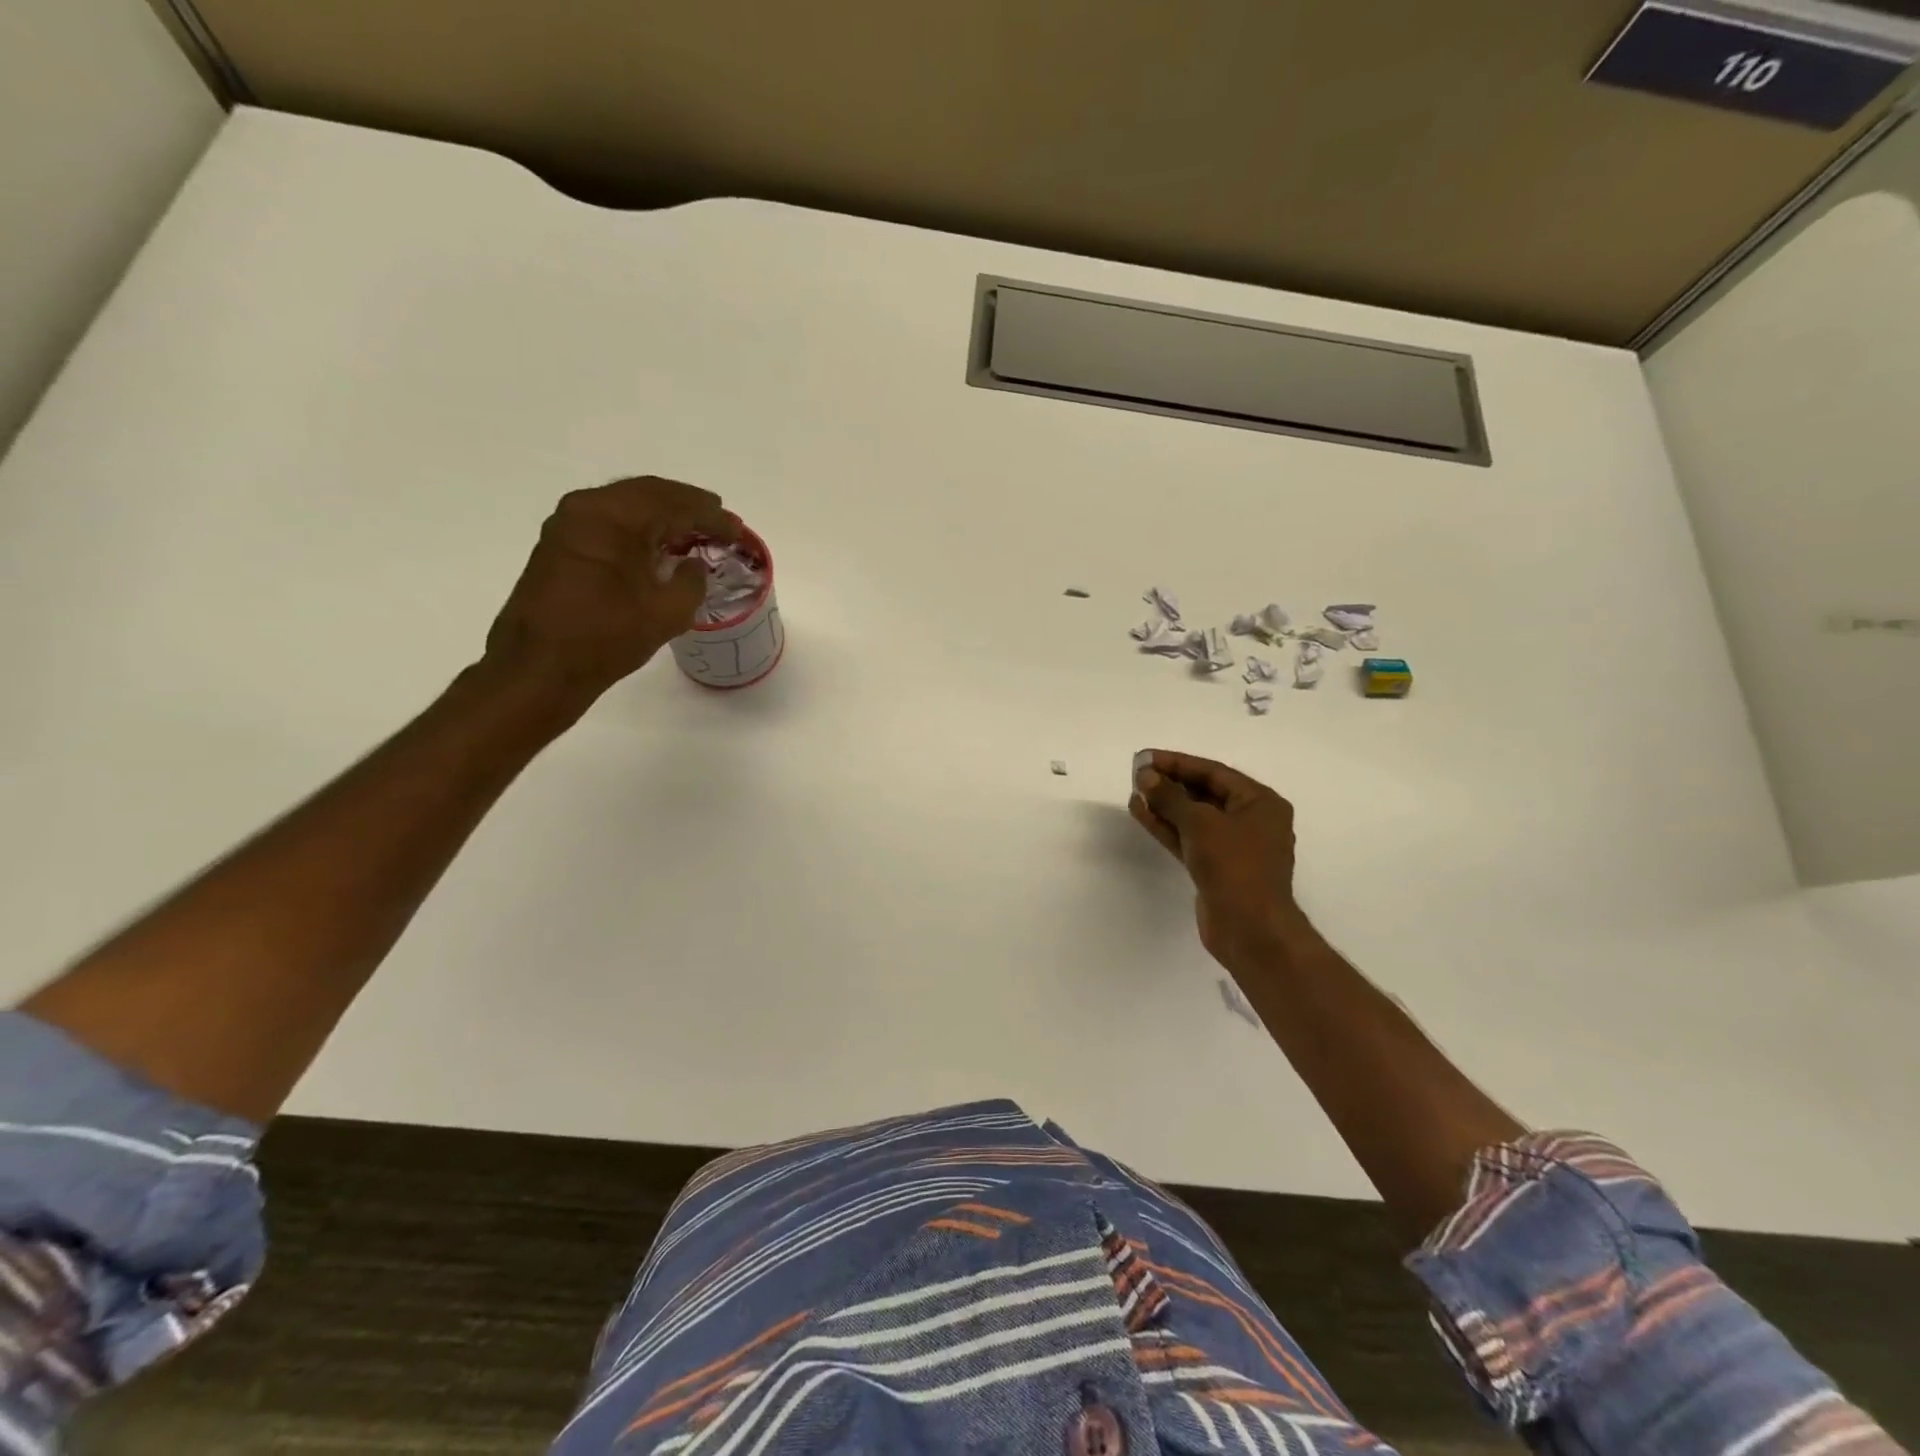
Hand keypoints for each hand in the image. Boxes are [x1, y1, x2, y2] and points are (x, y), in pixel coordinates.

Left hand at [483, 476, 737, 709]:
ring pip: (625, 505)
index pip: (674, 504)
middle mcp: (586, 508)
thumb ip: (691, 582)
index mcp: (614, 517)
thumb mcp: (667, 613)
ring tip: (692, 529)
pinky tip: (656, 544)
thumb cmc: (607, 637)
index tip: (737, 528)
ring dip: (661, 515)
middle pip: (647, 494)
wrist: (539, 668)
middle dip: (686, 504)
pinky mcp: (559, 546)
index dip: (711, 515)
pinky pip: (608, 522)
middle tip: (718, 516)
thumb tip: (693, 566)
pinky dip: (638, 527)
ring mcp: (567, 525)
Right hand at [1131, 750, 1299, 966]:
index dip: (1177, 763)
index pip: (1214, 772)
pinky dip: (1167, 827)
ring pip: (1194, 818)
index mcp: (1260, 802)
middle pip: (1204, 793)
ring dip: (1164, 806)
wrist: (1249, 928)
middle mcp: (1251, 820)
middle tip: (1137, 775)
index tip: (1145, 758)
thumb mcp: (1200, 823)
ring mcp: (1233, 846)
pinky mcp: (1216, 868)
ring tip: (1133, 793)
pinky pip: (1189, 839)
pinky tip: (1141, 814)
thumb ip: (1170, 796)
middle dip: (1170, 784)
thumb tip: (1146, 776)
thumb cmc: (1234, 865)